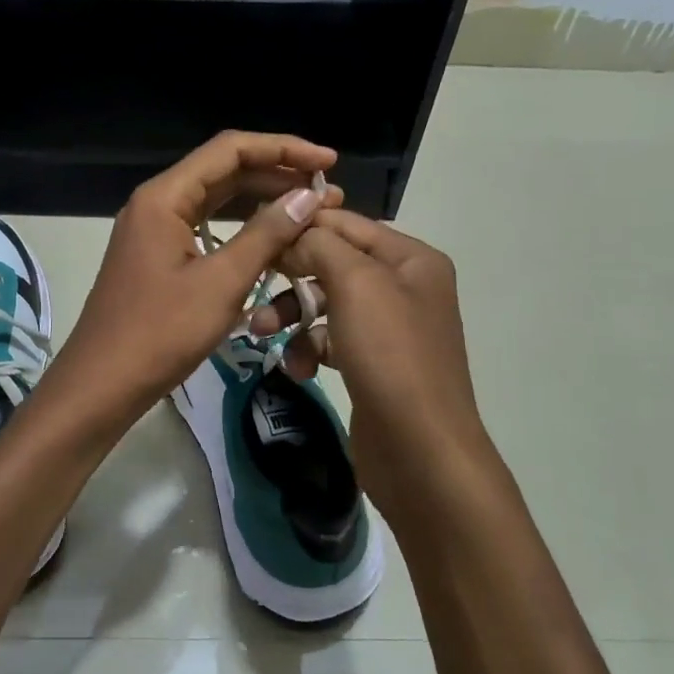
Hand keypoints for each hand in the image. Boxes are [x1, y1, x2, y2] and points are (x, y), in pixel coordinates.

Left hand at [46, 131, 341, 424]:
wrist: (102, 384)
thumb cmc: (160, 333)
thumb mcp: (221, 283)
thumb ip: (266, 234)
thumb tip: (307, 196)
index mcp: (165, 196)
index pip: (231, 149)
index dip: (283, 148)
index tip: (327, 163)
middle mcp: (157, 202)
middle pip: (224, 170)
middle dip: (276, 175)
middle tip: (326, 192)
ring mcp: (154, 229)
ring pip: (215, 199)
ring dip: (261, 200)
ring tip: (308, 211)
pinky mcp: (158, 254)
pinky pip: (205, 225)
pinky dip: (240, 227)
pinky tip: (271, 239)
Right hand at [249, 209, 491, 520]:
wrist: (420, 451)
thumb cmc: (390, 355)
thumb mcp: (356, 284)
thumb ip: (321, 245)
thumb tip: (295, 231)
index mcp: (411, 259)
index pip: (346, 223)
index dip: (302, 225)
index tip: (256, 235)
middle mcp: (403, 286)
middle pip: (332, 263)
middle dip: (290, 277)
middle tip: (253, 286)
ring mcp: (388, 328)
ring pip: (325, 304)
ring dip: (291, 316)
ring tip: (261, 334)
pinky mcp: (372, 363)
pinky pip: (329, 340)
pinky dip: (308, 349)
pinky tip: (298, 369)